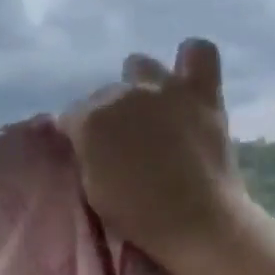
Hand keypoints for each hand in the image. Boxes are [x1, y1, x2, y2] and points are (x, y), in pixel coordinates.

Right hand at [61, 38, 249, 260]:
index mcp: (90, 120)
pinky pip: (199, 52)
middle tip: (124, 142)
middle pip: (105, 93)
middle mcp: (122, 94)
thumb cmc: (137, 214)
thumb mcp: (92, 187)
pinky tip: (187, 76)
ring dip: (140, 85)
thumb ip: (87, 152)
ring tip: (150, 110)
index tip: (90, 153)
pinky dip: (191, 60)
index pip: (72, 116)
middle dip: (109, 114)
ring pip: (141, 66)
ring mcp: (164, 89)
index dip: (79, 135)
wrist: (197, 222)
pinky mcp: (202, 94)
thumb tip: (87, 139)